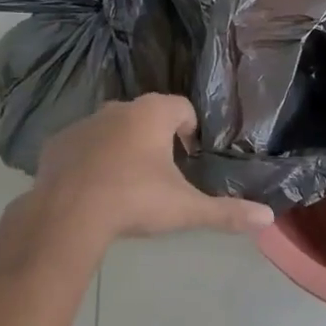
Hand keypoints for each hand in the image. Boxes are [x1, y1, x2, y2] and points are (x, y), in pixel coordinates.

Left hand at [27, 95, 274, 243]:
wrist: (66, 217)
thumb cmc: (134, 201)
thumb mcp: (186, 209)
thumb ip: (227, 212)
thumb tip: (268, 218)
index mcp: (154, 113)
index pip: (183, 109)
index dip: (191, 131)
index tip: (189, 159)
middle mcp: (120, 108)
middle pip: (147, 116)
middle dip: (156, 139)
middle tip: (160, 175)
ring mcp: (85, 123)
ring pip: (113, 129)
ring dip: (122, 147)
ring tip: (126, 185)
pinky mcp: (57, 143)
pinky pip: (82, 145)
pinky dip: (90, 160)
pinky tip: (92, 189)